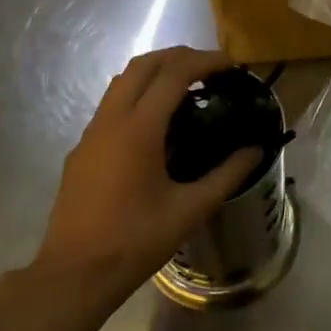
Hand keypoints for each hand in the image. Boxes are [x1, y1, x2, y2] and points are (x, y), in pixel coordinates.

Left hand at [33, 46, 260, 303]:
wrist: (74, 274)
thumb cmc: (136, 240)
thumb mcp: (190, 210)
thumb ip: (227, 175)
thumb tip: (255, 150)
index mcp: (139, 129)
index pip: (174, 74)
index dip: (205, 61)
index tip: (231, 65)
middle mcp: (111, 120)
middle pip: (144, 65)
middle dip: (179, 56)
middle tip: (211, 68)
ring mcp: (91, 133)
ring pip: (123, 81)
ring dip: (156, 72)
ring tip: (188, 87)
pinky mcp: (82, 149)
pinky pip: (112, 104)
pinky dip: (139, 94)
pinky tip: (158, 122)